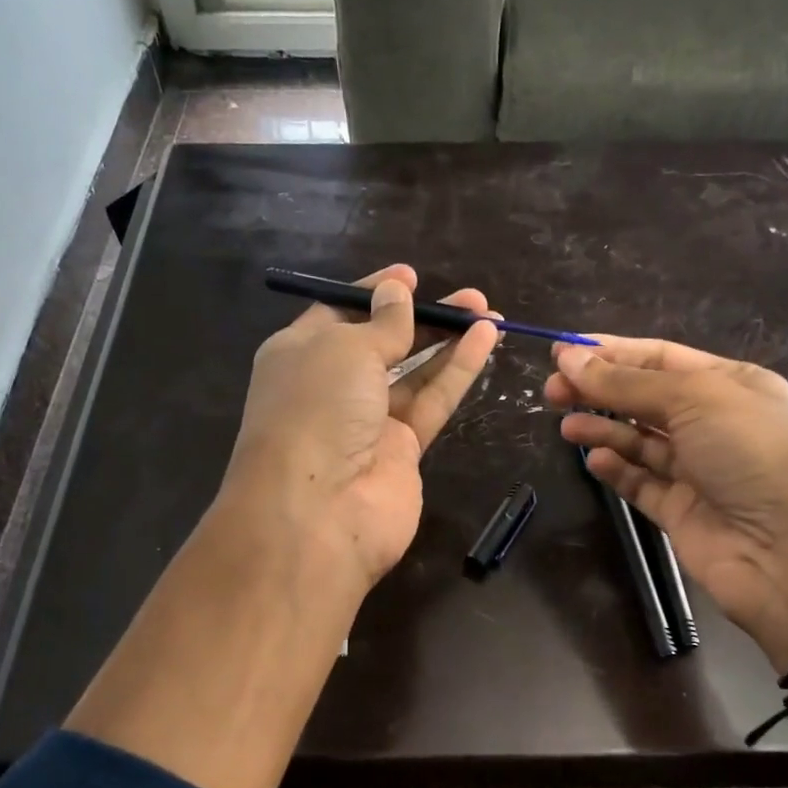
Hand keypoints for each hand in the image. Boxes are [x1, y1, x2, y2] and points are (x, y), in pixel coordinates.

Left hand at [225, 264, 499, 586]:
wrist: (318, 512)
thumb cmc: (317, 410)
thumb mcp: (345, 349)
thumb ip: (381, 323)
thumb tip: (396, 291)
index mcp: (300, 354)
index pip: (340, 312)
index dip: (375, 293)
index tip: (410, 276)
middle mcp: (332, 386)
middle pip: (384, 343)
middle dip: (423, 316)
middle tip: (468, 298)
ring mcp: (368, 422)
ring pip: (414, 373)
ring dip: (448, 342)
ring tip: (488, 312)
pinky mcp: (402, 450)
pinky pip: (431, 402)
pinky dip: (456, 372)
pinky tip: (485, 341)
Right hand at [546, 337, 787, 665]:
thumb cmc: (752, 454)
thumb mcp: (693, 399)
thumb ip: (626, 383)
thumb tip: (568, 357)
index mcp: (730, 384)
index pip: (660, 357)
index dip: (611, 352)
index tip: (561, 352)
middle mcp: (714, 423)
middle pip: (643, 398)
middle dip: (598, 390)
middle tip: (552, 391)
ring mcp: (697, 470)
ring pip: (638, 441)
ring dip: (602, 428)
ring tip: (566, 426)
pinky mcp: (680, 511)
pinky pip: (640, 482)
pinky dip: (616, 469)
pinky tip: (594, 460)